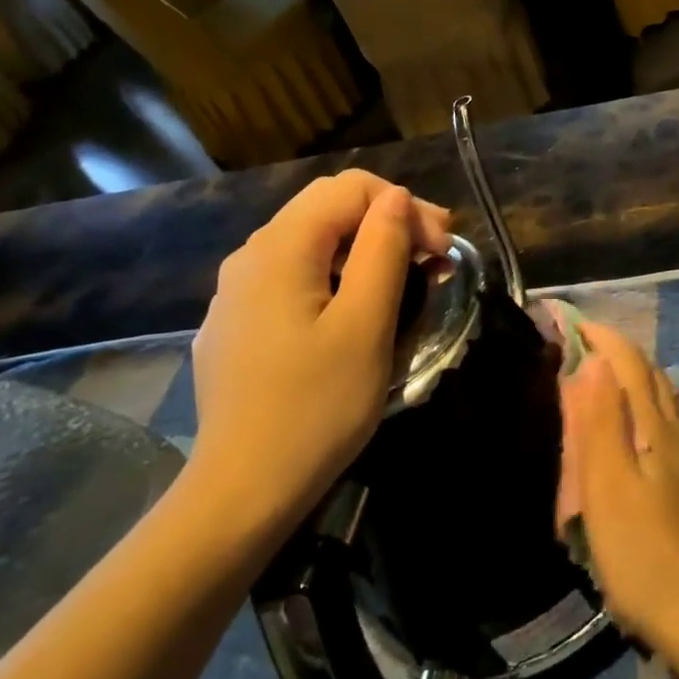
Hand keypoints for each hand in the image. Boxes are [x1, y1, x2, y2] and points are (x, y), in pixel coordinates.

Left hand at [188, 170, 451, 541]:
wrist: (243, 490)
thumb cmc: (317, 406)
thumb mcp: (366, 324)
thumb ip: (383, 250)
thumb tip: (397, 200)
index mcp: (280, 248)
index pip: (351, 189)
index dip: (406, 208)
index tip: (442, 252)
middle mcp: (250, 256)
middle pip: (328, 209)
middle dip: (390, 223)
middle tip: (437, 260)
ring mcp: (236, 293)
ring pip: (312, 244)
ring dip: (366, 251)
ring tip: (408, 284)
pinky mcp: (237, 325)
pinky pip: (293, 279)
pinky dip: (336, 278)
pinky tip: (356, 313)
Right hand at [566, 323, 678, 651]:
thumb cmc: (644, 551)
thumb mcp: (607, 486)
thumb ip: (600, 423)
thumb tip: (597, 363)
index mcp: (656, 429)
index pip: (631, 366)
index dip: (606, 340)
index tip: (577, 324)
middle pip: (655, 383)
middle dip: (625, 359)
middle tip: (592, 353)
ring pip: (672, 411)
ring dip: (644, 389)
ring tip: (618, 389)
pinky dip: (667, 426)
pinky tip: (676, 439)